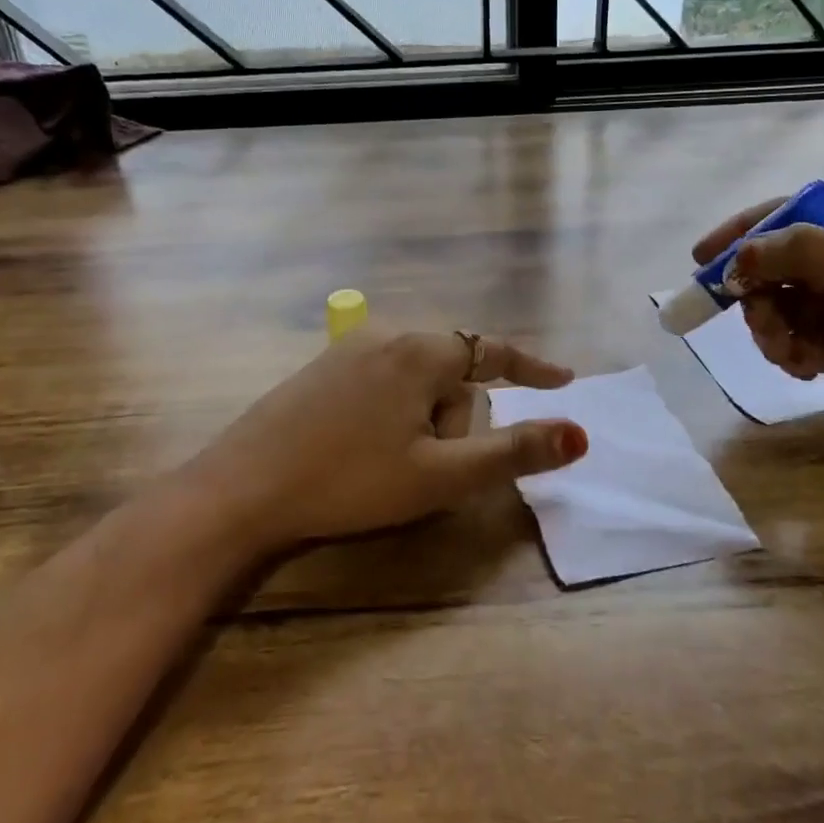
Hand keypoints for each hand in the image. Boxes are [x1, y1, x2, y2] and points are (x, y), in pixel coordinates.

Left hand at [185, 328, 587, 549]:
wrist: (244, 487)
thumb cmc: (351, 480)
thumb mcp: (441, 475)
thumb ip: (513, 451)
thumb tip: (579, 433)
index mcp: (422, 352)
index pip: (494, 351)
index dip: (533, 368)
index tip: (565, 380)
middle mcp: (388, 335)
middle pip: (453, 373)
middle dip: (457, 419)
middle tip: (427, 469)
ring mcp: (350, 348)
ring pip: (416, 381)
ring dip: (424, 420)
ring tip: (391, 466)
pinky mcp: (322, 368)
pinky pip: (383, 381)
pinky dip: (394, 412)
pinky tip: (364, 447)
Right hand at [696, 200, 823, 459]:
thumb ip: (809, 255)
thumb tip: (740, 256)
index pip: (790, 217)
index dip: (743, 232)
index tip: (702, 259)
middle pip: (778, 268)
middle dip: (757, 294)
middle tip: (755, 320)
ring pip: (783, 309)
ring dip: (773, 330)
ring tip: (789, 355)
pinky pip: (800, 343)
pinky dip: (791, 355)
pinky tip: (806, 370)